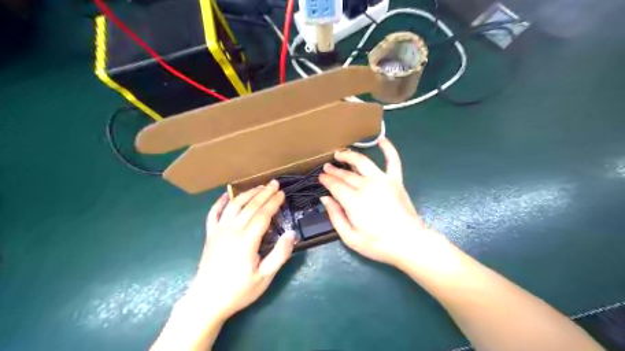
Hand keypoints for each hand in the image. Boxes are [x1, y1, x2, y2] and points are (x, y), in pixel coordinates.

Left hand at [185, 182, 295, 321]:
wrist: (206, 302)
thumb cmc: (239, 291)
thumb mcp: (265, 277)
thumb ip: (280, 254)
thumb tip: (291, 233)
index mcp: (247, 240)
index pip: (263, 214)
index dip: (274, 202)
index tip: (282, 193)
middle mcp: (232, 230)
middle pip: (250, 206)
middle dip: (264, 193)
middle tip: (274, 183)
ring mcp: (218, 231)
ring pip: (234, 205)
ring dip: (247, 193)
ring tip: (259, 186)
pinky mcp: (210, 235)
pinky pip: (213, 213)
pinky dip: (220, 202)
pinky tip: (226, 195)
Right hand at [320, 138, 445, 266]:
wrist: (409, 243)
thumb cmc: (378, 244)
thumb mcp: (350, 237)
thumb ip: (335, 216)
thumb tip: (325, 199)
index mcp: (353, 201)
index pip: (335, 185)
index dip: (326, 180)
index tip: (320, 177)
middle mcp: (366, 186)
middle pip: (346, 174)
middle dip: (334, 170)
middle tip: (326, 167)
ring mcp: (383, 180)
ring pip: (362, 162)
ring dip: (350, 155)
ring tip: (341, 152)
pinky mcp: (396, 180)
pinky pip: (393, 160)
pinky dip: (388, 148)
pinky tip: (381, 139)